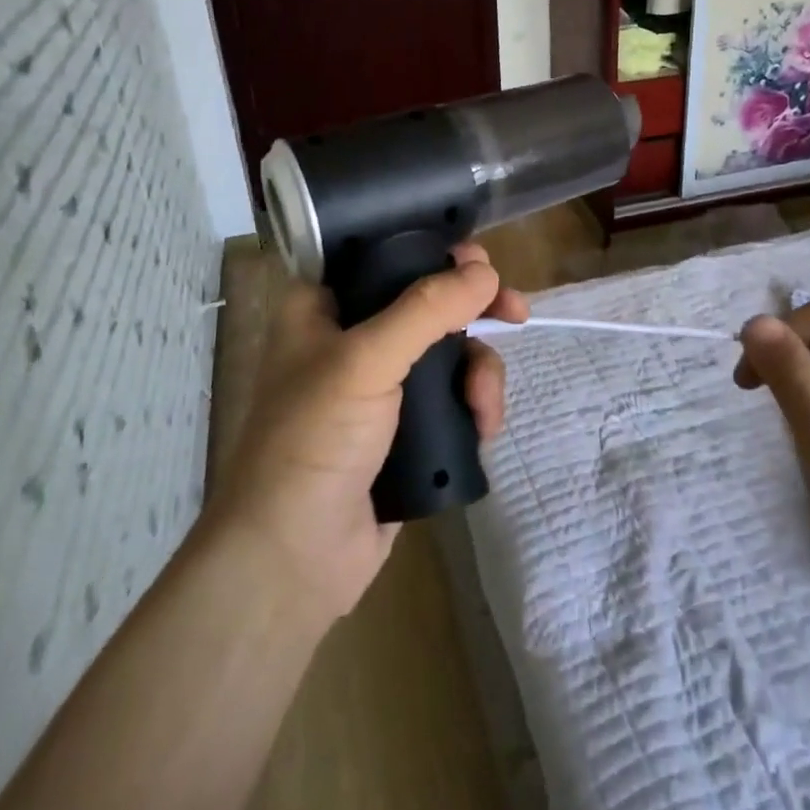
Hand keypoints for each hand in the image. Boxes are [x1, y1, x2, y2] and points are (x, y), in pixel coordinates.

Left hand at [211, 244, 527, 626]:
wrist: (294, 559)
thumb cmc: (313, 442)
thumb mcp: (365, 362)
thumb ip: (426, 309)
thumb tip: (485, 271)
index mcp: (324, 307)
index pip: (384, 255)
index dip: (433, 250)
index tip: (478, 261)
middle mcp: (353, 338)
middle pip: (428, 302)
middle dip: (475, 309)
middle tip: (515, 312)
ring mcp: (382, 387)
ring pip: (450, 351)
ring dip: (480, 370)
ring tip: (484, 405)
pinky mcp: (407, 429)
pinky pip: (454, 397)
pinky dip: (475, 404)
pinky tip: (483, 426)